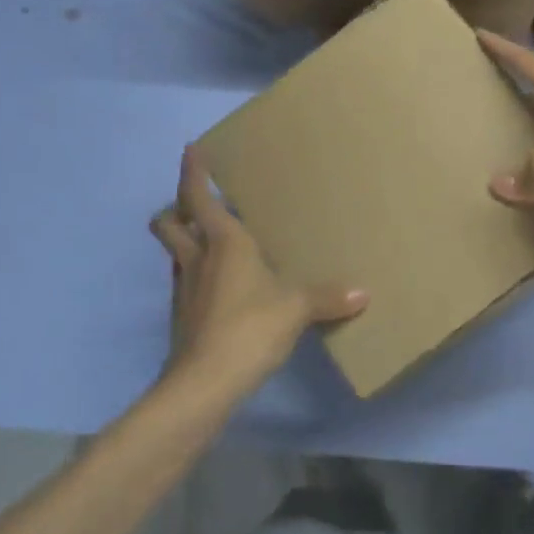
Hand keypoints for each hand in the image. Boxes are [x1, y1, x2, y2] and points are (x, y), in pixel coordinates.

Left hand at [149, 146, 367, 400]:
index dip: (192, 171)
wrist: (204, 383)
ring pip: (174, 254)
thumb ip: (328, 297)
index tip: (191, 149)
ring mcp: (184, 290)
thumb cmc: (249, 327)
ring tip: (209, 242)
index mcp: (223, 243)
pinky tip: (218, 288)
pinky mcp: (183, 318)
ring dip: (184, 242)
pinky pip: (184, 283)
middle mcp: (197, 259)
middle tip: (195, 204)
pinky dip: (196, 276)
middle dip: (176, 208)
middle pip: (170, 223)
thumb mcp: (296, 308)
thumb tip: (364, 293)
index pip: (197, 197)